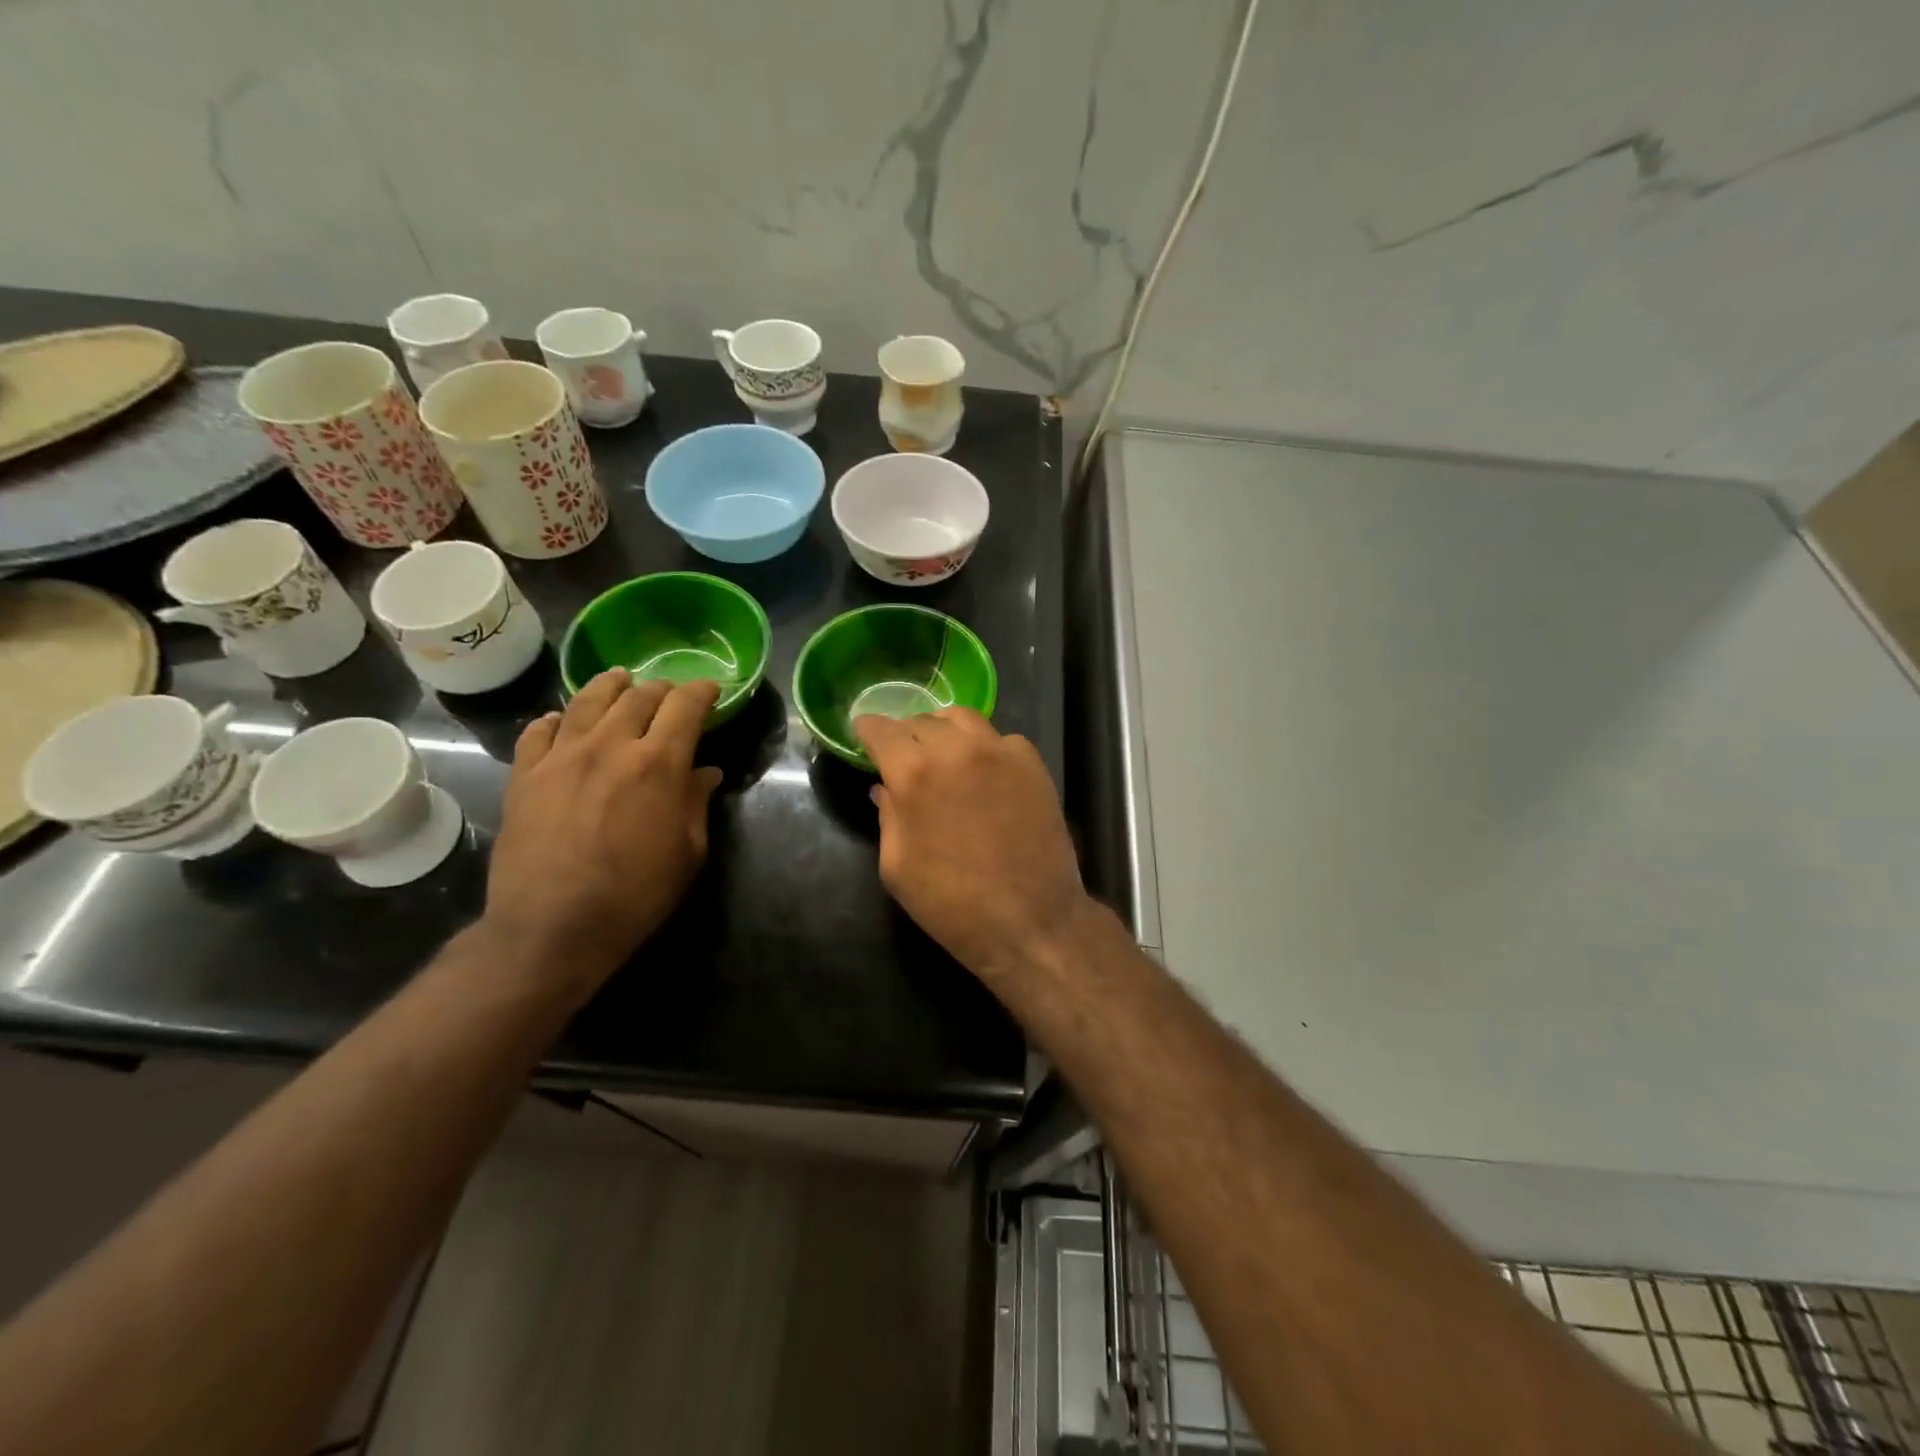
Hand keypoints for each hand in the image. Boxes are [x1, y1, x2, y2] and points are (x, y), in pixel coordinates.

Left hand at [484, 669, 722, 987]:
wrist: (552, 927)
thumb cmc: (635, 894)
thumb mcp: (687, 852)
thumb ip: (696, 803)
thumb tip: (705, 772)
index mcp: (658, 763)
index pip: (684, 706)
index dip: (701, 691)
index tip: (710, 690)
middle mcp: (610, 746)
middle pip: (638, 697)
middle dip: (660, 689)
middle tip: (669, 695)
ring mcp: (561, 757)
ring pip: (587, 701)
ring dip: (610, 686)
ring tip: (619, 680)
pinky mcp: (524, 775)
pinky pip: (539, 731)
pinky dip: (557, 719)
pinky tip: (563, 722)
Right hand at [856, 708, 1088, 981]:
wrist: (1031, 920)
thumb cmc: (952, 903)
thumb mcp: (897, 867)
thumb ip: (888, 817)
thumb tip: (885, 788)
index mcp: (915, 773)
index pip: (882, 730)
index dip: (867, 729)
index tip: (862, 733)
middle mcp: (957, 749)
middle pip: (921, 720)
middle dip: (905, 733)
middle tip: (901, 754)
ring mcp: (1000, 752)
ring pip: (963, 719)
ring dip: (943, 730)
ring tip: (940, 751)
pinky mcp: (1033, 764)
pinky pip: (1000, 739)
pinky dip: (982, 747)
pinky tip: (982, 772)